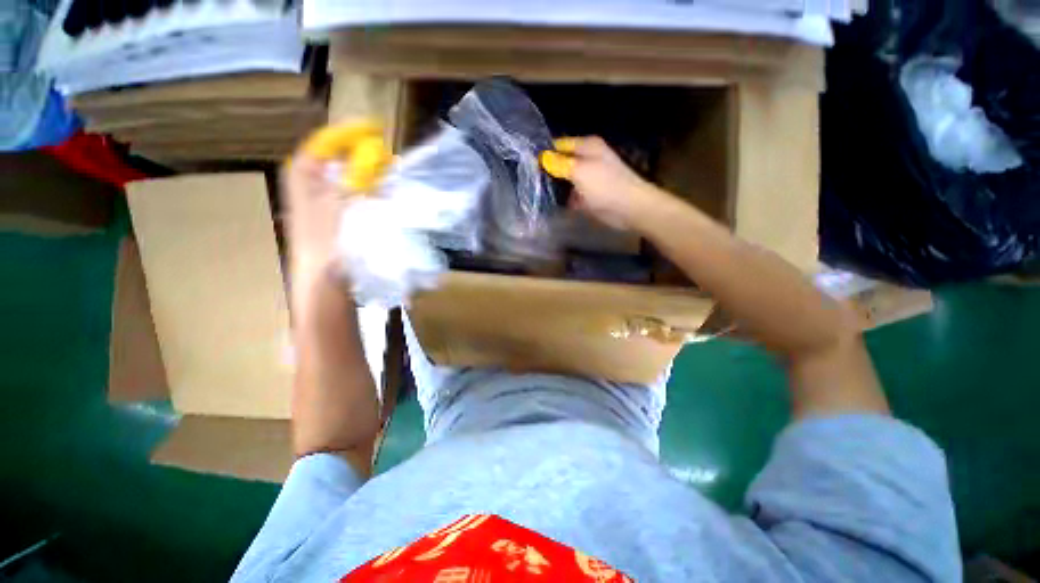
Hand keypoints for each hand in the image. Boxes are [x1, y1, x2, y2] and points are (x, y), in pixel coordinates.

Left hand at [283, 120, 391, 311]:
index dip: (350, 132)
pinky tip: (385, 195)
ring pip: (348, 176)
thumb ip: (359, 175)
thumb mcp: (343, 202)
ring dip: (369, 173)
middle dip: (363, 153)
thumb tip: (375, 152)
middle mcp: (310, 184)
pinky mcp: (337, 219)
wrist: (324, 282)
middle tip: (387, 154)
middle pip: (337, 157)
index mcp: (304, 175)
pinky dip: (370, 191)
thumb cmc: (330, 242)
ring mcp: (323, 203)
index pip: (326, 142)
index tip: (376, 128)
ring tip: (390, 173)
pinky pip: (355, 195)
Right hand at [540, 136, 664, 230]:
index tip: (527, 164)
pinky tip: (548, 204)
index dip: (544, 153)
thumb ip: (558, 163)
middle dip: (547, 171)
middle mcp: (587, 160)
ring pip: (565, 180)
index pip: (559, 144)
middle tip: (528, 180)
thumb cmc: (606, 185)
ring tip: (533, 193)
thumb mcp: (579, 170)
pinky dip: (563, 199)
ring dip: (554, 187)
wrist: (629, 209)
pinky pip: (571, 195)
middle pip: (561, 162)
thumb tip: (540, 157)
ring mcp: (588, 179)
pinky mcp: (588, 196)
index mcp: (587, 146)